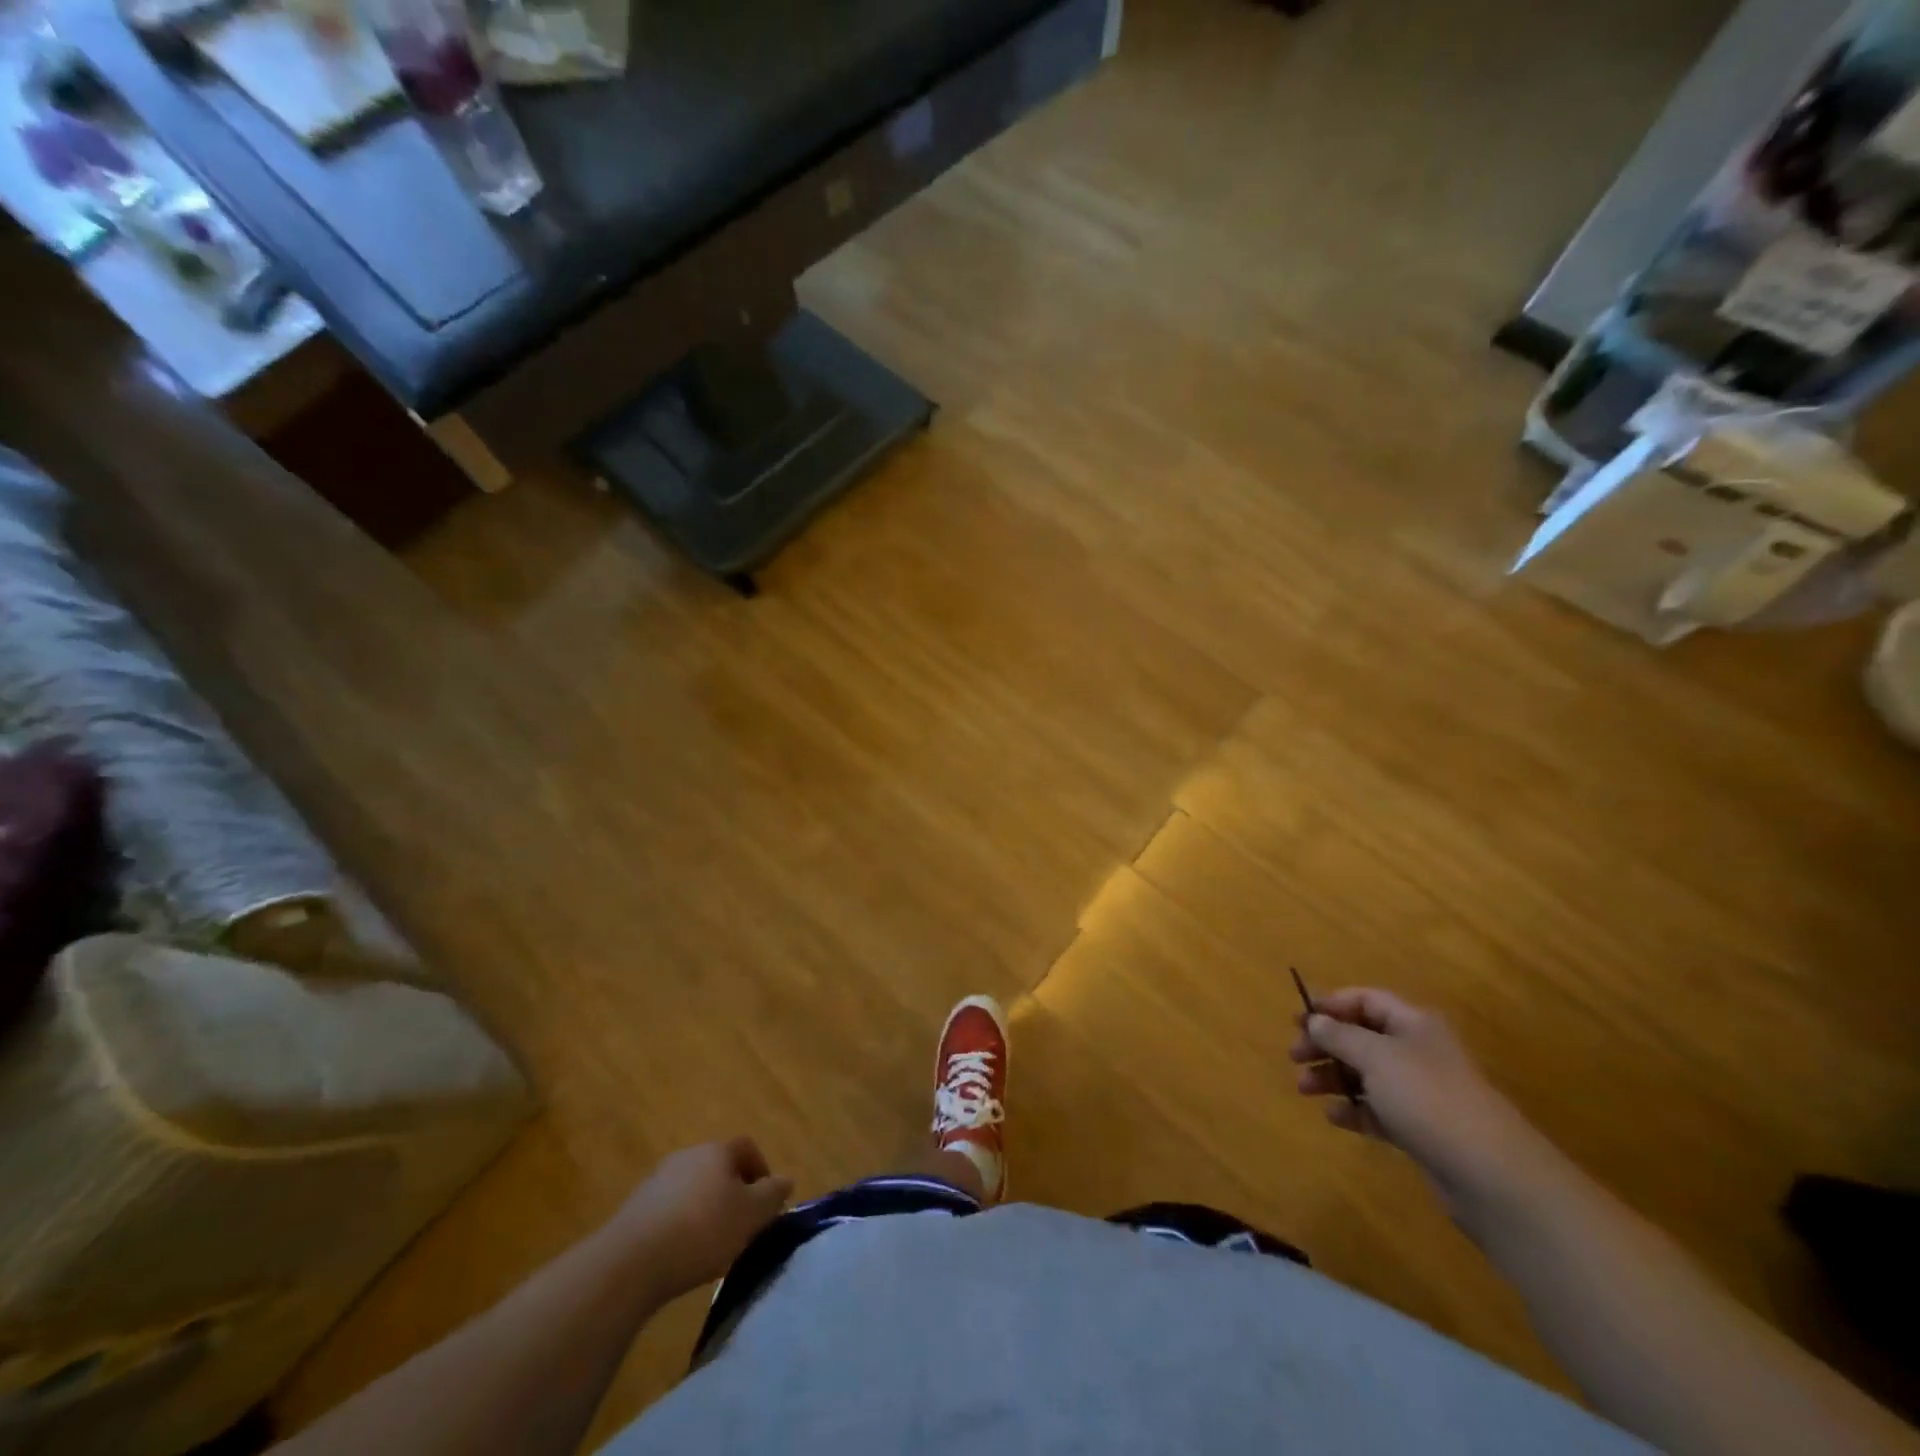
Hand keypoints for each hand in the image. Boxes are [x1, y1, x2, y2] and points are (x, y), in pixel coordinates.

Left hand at [608, 1138, 793, 1300]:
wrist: (630, 1262)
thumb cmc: (702, 1231)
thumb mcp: (750, 1215)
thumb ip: (772, 1195)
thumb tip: (786, 1180)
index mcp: (717, 1150)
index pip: (747, 1148)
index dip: (761, 1171)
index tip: (766, 1202)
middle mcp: (688, 1155)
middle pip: (718, 1167)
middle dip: (733, 1191)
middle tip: (741, 1224)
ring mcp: (658, 1179)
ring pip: (693, 1187)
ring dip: (705, 1208)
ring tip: (711, 1244)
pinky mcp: (635, 1208)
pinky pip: (669, 1209)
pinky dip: (681, 1224)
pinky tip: (681, 1254)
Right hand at [1289, 989, 1556, 1219]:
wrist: (1491, 1174)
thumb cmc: (1428, 1098)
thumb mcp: (1375, 1057)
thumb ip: (1339, 1036)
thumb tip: (1315, 1020)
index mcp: (1414, 1024)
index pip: (1366, 1000)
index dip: (1331, 1005)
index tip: (1299, 1020)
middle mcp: (1418, 1052)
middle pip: (1363, 1037)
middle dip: (1326, 1044)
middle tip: (1294, 1056)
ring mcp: (1422, 1092)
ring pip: (1367, 1075)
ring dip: (1333, 1077)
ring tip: (1304, 1090)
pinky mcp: (1422, 1129)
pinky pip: (1379, 1110)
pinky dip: (1354, 1110)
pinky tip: (1333, 1117)